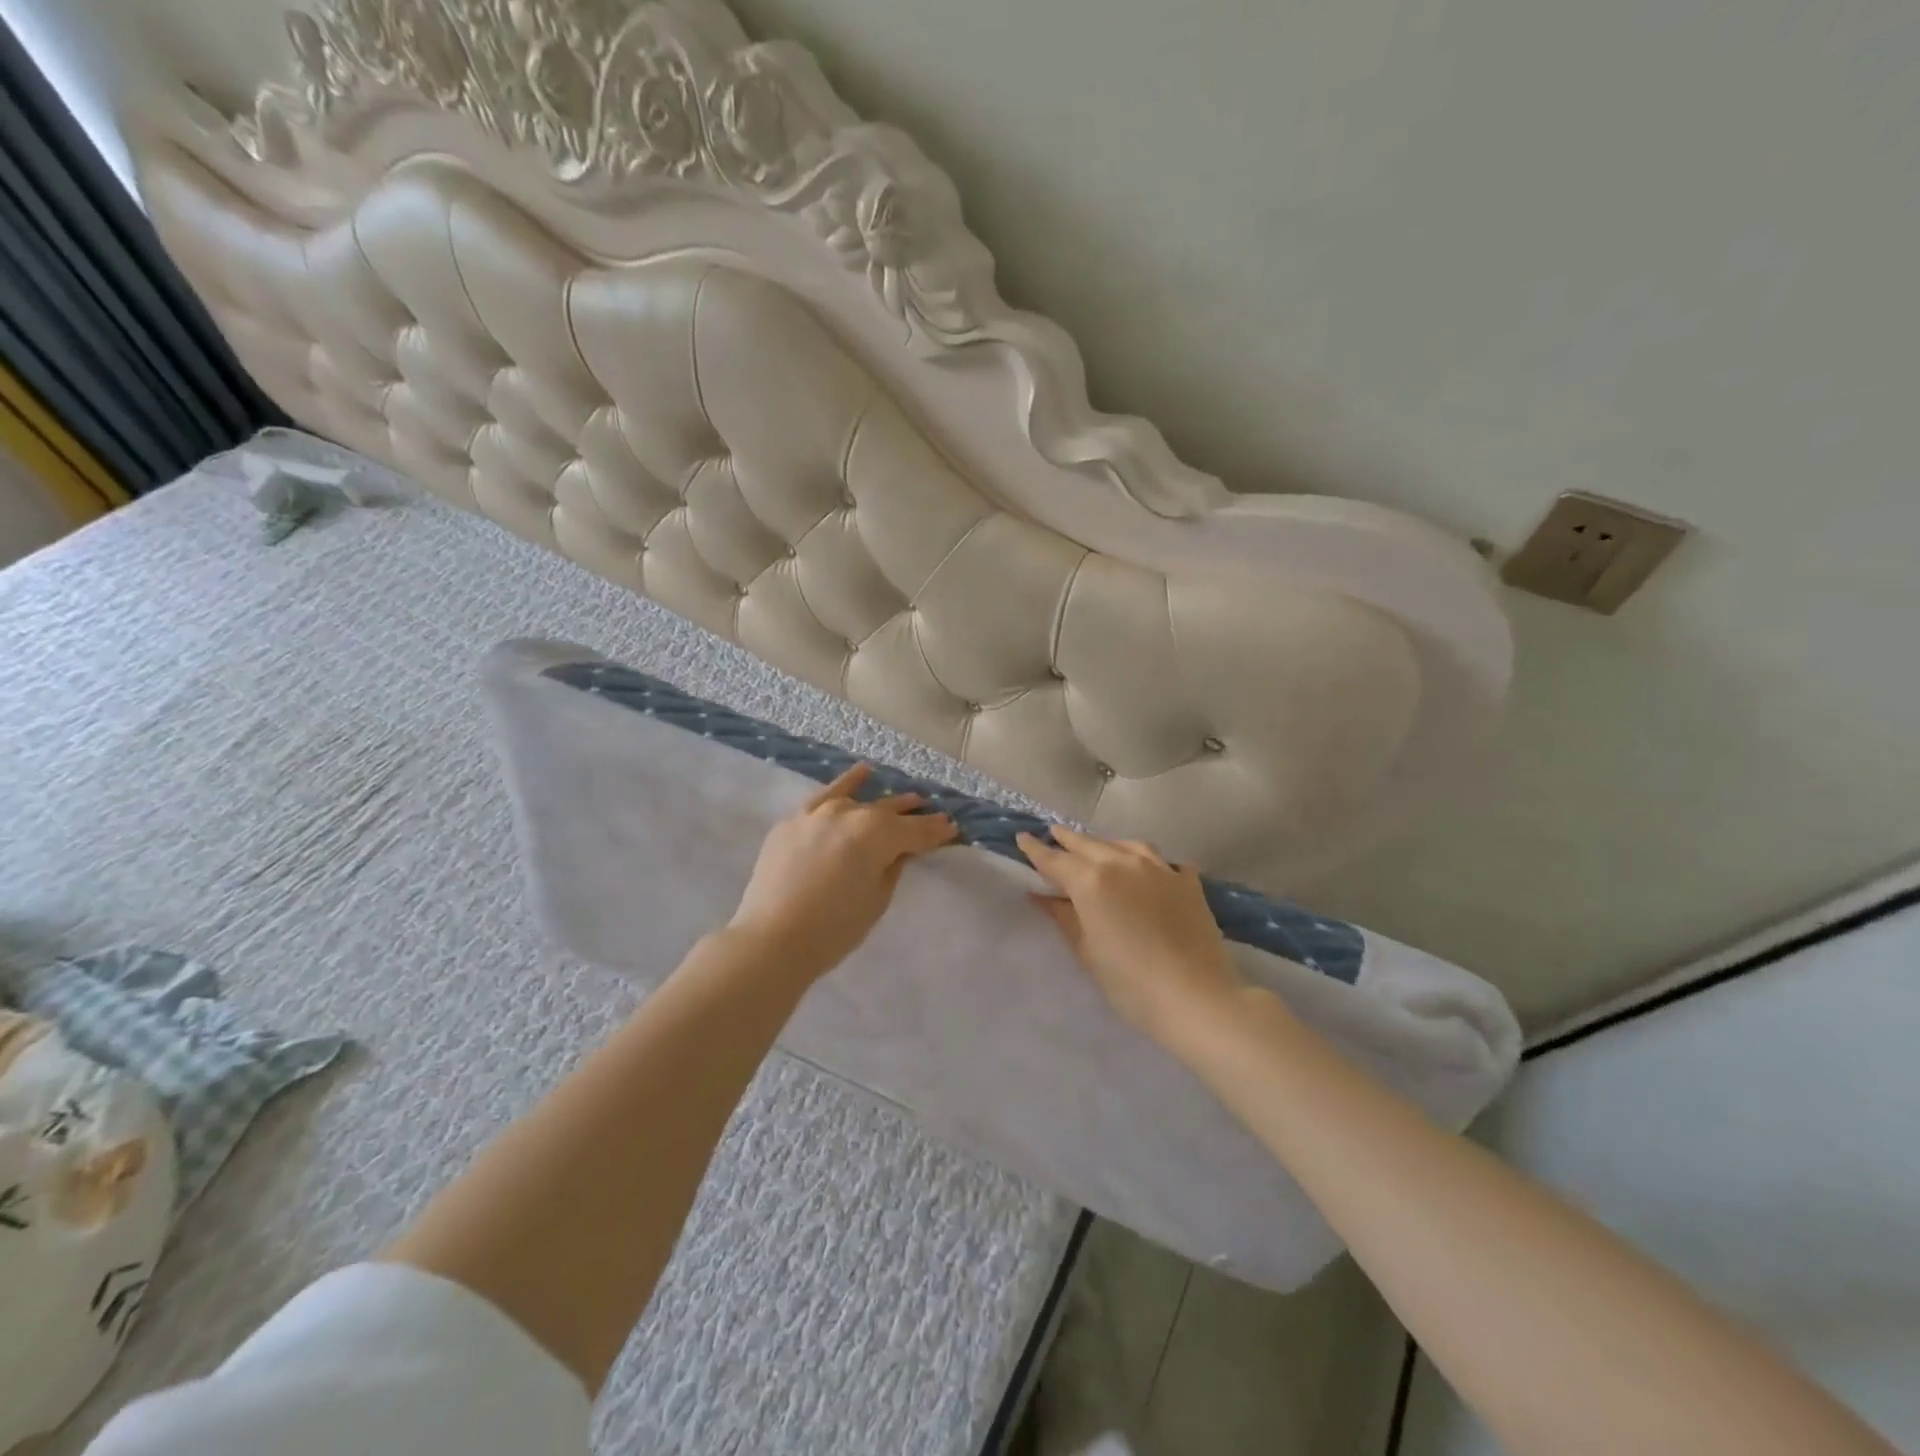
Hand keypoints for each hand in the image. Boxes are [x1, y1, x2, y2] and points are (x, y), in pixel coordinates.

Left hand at [730, 764, 957, 978]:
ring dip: (884, 800)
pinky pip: (824, 797)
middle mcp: (849, 812)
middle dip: (913, 816)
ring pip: (859, 800)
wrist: (770, 939)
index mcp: (876, 833)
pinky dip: (845, 784)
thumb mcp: (876, 899)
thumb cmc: (834, 928)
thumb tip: (902, 850)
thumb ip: (893, 866)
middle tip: (933, 816)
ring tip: (908, 797)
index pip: (915, 830)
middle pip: (888, 812)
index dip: (936, 831)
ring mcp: (817, 813)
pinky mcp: (793, 821)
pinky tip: (860, 774)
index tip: (953, 829)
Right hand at [1017, 827, 1241, 1045]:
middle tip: (1054, 833)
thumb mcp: (1088, 952)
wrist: (1196, 998)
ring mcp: (1160, 869)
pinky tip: (1151, 869)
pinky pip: (1164, 861)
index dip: (1036, 850)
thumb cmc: (1131, 984)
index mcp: (1092, 881)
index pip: (1056, 860)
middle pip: (1089, 844)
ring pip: (1127, 845)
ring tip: (1098, 847)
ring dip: (1107, 844)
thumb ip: (1064, 918)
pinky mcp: (1188, 882)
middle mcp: (1124, 863)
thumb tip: (1042, 897)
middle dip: (1068, 839)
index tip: (1023, 837)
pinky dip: (1150, 862)